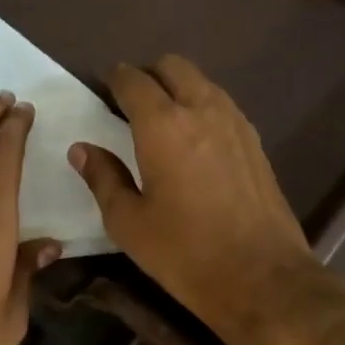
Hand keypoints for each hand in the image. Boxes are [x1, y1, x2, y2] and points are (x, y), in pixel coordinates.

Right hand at [69, 56, 316, 344]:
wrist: (262, 277)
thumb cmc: (185, 253)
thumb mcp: (129, 223)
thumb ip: (103, 178)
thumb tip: (82, 150)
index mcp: (163, 125)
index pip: (133, 80)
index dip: (114, 80)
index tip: (102, 91)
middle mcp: (202, 110)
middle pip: (172, 67)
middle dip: (148, 76)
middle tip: (129, 105)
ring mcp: (236, 123)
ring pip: (202, 83)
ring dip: (177, 89)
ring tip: (160, 122)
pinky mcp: (256, 143)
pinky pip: (222, 106)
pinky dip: (202, 108)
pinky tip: (193, 143)